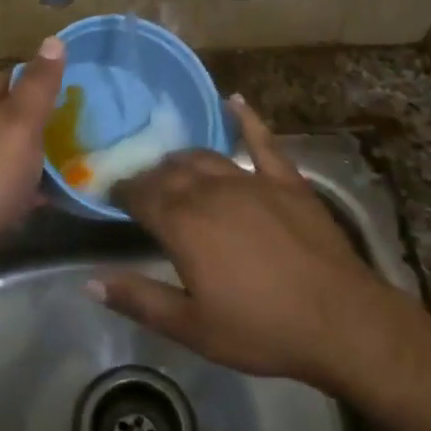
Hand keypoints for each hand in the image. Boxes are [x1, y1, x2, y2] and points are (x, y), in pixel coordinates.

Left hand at [0, 36, 65, 282]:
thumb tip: (53, 39)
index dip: (43, 78)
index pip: (13, 75)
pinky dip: (36, 183)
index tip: (78, 87)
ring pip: (17, 147)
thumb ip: (40, 83)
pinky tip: (63, 190)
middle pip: (15, 112)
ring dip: (44, 152)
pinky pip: (15, 180)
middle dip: (48, 117)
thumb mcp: (22, 120)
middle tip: (87, 122)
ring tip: (82, 153)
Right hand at [94, 97, 404, 392]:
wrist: (340, 321)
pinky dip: (246, 119)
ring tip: (173, 165)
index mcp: (183, 224)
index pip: (141, 194)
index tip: (112, 193)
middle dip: (151, 175)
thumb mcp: (191, 326)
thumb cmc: (261, 329)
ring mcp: (251, 181)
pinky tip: (234, 101)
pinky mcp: (286, 181)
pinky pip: (262, 141)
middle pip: (171, 171)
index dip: (123, 191)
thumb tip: (90, 280)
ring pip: (206, 157)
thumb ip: (139, 298)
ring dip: (184, 159)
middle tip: (142, 187)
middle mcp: (211, 191)